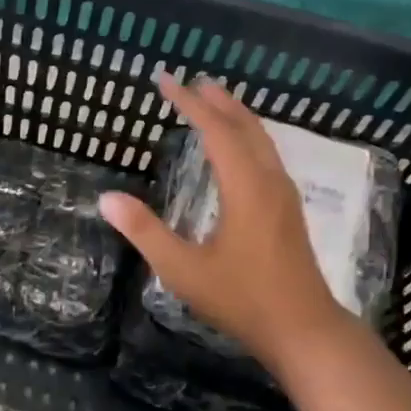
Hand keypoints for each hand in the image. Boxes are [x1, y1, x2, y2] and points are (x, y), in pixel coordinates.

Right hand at [99, 75, 349, 371]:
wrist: (304, 330)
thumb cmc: (242, 300)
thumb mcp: (183, 270)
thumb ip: (144, 232)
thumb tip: (107, 198)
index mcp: (245, 187)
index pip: (215, 131)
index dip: (188, 103)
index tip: (164, 81)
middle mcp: (269, 181)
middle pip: (245, 126)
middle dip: (218, 101)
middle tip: (193, 81)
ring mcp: (284, 195)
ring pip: (262, 140)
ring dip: (237, 116)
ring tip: (215, 102)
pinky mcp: (289, 210)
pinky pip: (268, 156)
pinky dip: (248, 138)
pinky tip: (239, 150)